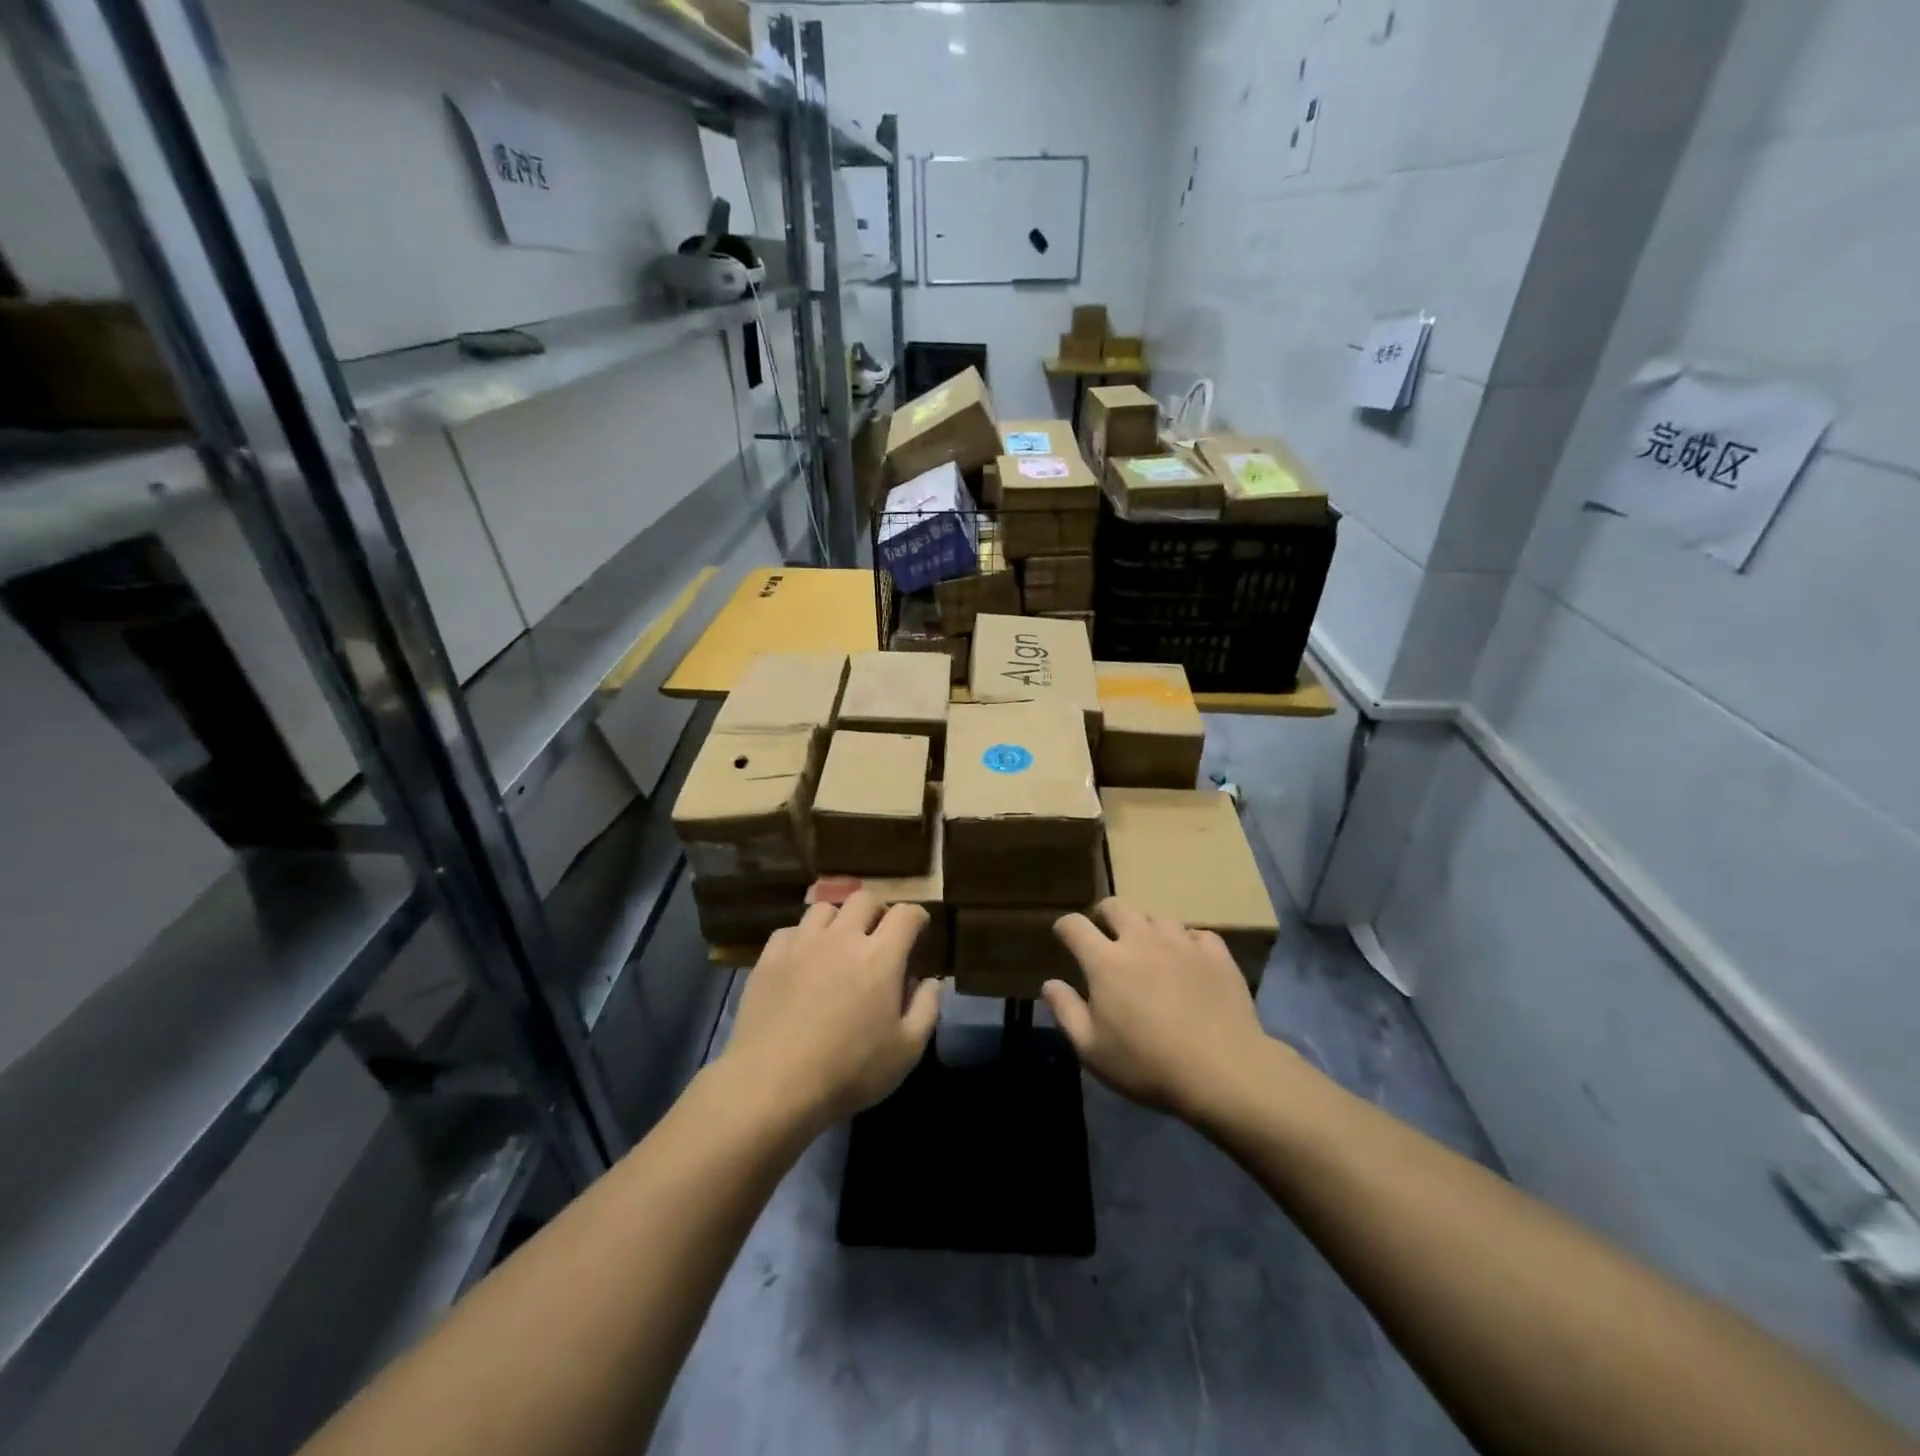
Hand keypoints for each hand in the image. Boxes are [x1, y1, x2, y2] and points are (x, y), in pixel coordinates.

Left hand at [722, 892, 940, 1131]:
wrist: (772, 1085)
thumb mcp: (906, 1051)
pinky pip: (791, 930)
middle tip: (880, 935)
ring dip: (839, 920)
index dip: (917, 916)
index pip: (906, 914)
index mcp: (881, 956)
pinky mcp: (770, 957)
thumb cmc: (848, 1071)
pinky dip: (803, 937)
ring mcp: (803, 943)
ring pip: (825, 908)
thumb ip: (926, 1009)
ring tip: (838, 944)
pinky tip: (802, 959)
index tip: (919, 929)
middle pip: (865, 899)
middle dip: (878, 911)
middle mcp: (843, 937)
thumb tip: (929, 980)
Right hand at [1045, 898, 1277, 1121]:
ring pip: (1157, 916)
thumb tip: (1050, 983)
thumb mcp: (1092, 1049)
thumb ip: (1066, 1012)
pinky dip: (1187, 943)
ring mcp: (1181, 942)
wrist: (1223, 1071)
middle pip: (1116, 906)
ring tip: (1149, 949)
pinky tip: (1189, 961)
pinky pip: (1197, 934)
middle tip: (1105, 936)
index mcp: (1105, 961)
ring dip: (1147, 928)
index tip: (1064, 938)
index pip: (1074, 925)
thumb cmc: (1147, 1065)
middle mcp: (1141, 939)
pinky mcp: (1216, 953)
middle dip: (1104, 915)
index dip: (1064, 927)